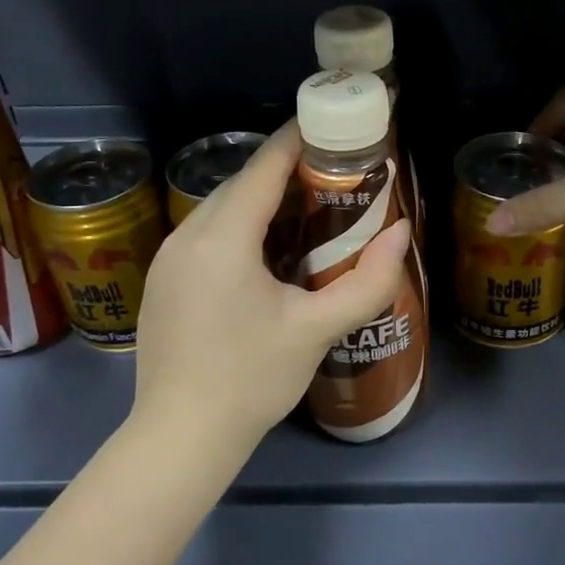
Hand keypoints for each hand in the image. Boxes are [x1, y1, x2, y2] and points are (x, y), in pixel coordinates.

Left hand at [132, 124, 412, 459]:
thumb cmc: (251, 379)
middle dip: (287, 172)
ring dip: (263, 202)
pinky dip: (241, 228)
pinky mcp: (162, 282)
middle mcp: (186, 236)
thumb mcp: (317, 330)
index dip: (301, 140)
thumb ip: (368, 281)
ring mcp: (167, 259)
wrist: (180, 437)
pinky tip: (268, 254)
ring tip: (311, 212)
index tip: (336, 127)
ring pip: (221, 210)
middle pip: (241, 184)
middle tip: (336, 178)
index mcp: (222, 237)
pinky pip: (206, 235)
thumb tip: (402, 232)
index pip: (264, 167)